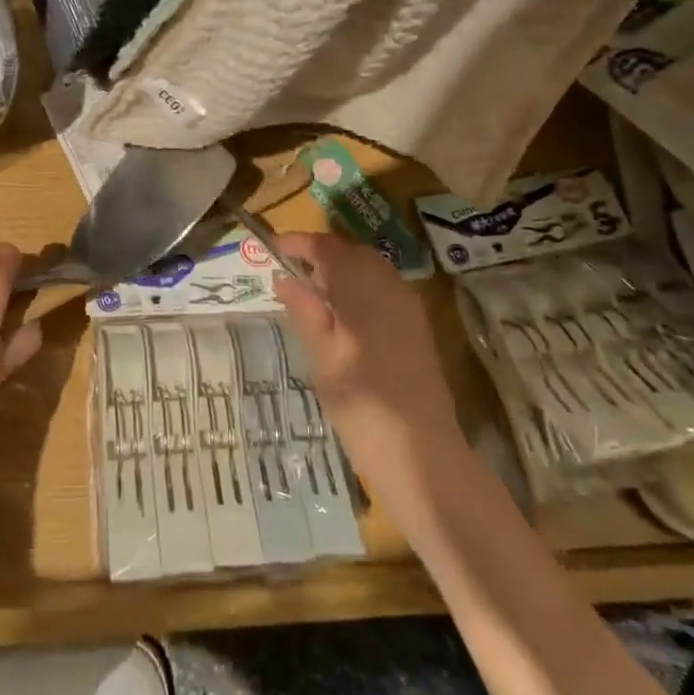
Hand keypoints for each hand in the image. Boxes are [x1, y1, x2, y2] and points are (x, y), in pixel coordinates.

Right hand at [273, 233, 468, 515]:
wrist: (419, 452)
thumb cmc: (360, 404)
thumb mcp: (320, 356)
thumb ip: (303, 310)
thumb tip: (283, 276)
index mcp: (362, 289)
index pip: (327, 248)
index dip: (299, 242)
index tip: (273, 247)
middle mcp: (389, 287)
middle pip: (352, 252)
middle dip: (321, 253)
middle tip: (290, 269)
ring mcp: (407, 305)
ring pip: (370, 268)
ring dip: (341, 268)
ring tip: (312, 290)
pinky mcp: (416, 325)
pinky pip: (384, 287)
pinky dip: (359, 286)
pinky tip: (343, 313)